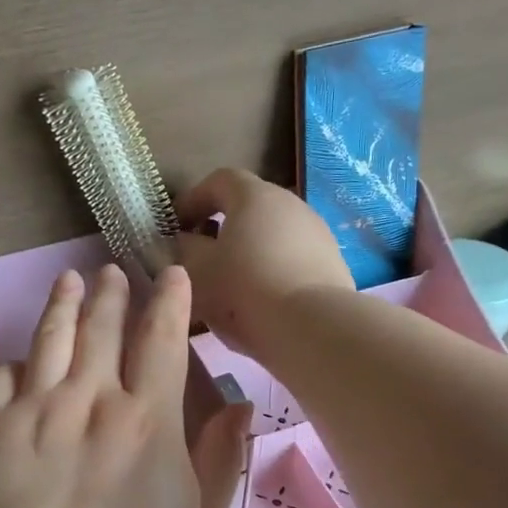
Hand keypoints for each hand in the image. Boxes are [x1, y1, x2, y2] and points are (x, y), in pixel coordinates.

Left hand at [0, 263, 251, 507]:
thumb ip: (221, 460)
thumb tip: (238, 406)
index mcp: (147, 420)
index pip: (162, 340)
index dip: (170, 301)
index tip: (171, 274)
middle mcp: (91, 399)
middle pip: (103, 328)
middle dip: (112, 293)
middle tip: (112, 271)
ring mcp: (35, 408)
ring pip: (51, 337)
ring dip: (63, 303)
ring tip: (70, 280)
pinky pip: (1, 375)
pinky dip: (14, 361)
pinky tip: (20, 356)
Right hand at [173, 168, 354, 359]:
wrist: (312, 328)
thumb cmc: (242, 289)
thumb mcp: (195, 269)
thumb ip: (184, 248)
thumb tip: (185, 240)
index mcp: (254, 196)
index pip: (219, 180)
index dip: (193, 199)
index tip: (175, 226)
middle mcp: (290, 204)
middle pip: (249, 207)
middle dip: (221, 227)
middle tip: (200, 255)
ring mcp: (317, 233)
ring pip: (272, 235)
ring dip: (248, 251)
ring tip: (230, 284)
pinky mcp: (332, 263)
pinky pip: (292, 259)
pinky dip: (272, 270)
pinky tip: (261, 301)